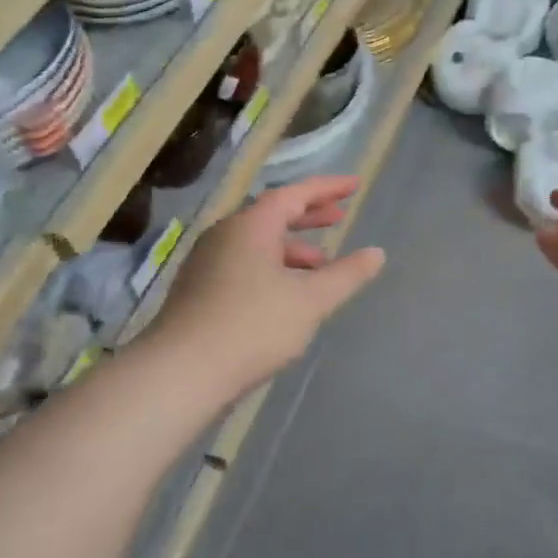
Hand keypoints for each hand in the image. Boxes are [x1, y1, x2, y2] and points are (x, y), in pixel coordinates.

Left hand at [149, 176, 385, 397]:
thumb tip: (376, 253)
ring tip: (321, 266)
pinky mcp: (199, 289)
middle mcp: (225, 235)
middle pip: (273, 214)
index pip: (295, 193)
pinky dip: (272, 267)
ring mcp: (207, 262)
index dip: (327, 188)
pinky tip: (287, 294)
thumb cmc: (252, 326)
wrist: (181, 372)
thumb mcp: (310, 300)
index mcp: (251, 226)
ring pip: (258, 242)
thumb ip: (346, 275)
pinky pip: (244, 263)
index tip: (354, 185)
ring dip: (292, 248)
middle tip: (339, 217)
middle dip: (309, 215)